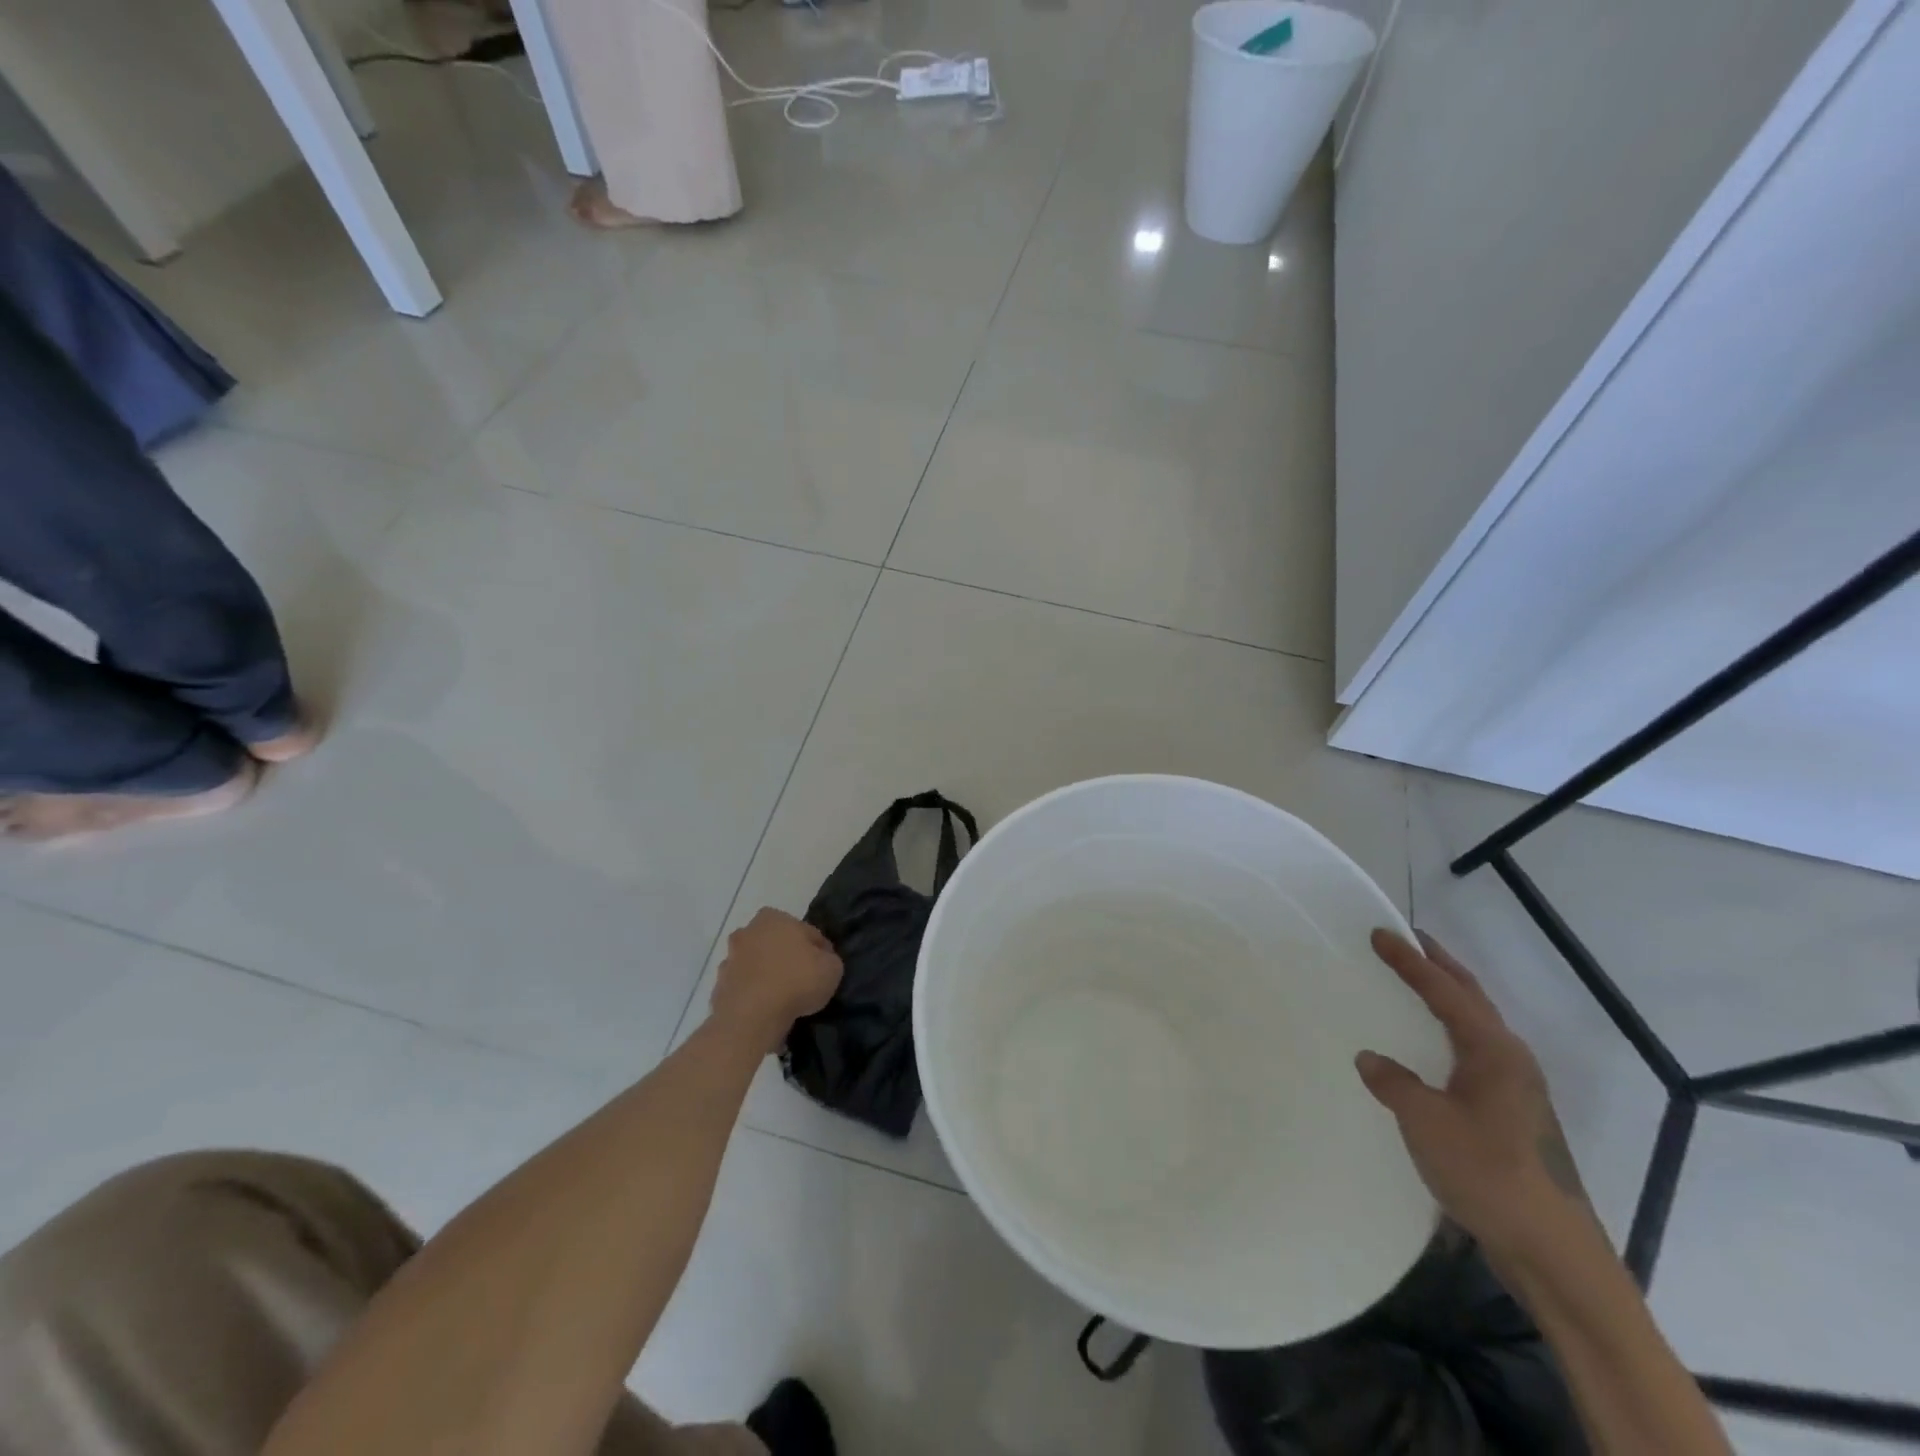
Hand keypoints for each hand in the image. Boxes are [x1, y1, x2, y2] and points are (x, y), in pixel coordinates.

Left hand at [710, 908, 843, 1051]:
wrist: (751, 1018)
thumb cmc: (796, 982)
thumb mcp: (832, 968)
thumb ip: (828, 958)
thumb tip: (821, 959)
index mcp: (773, 918)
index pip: (805, 931)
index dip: (819, 950)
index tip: (825, 967)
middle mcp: (747, 932)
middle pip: (775, 944)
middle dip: (787, 958)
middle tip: (803, 981)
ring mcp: (729, 960)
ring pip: (756, 965)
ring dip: (767, 976)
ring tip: (784, 1000)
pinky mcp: (719, 988)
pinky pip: (744, 989)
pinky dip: (753, 996)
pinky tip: (766, 1011)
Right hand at [1356, 929, 1590, 1258]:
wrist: (1552, 1250)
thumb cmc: (1488, 1173)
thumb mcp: (1426, 1122)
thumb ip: (1394, 1083)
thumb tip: (1371, 1058)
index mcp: (1493, 1051)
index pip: (1445, 991)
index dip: (1410, 961)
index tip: (1380, 933)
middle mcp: (1511, 1060)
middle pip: (1472, 998)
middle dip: (1439, 966)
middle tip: (1408, 940)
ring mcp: (1518, 1088)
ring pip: (1478, 1024)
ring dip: (1449, 996)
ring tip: (1420, 981)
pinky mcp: (1514, 1113)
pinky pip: (1476, 1050)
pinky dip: (1452, 1029)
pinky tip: (1437, 1045)